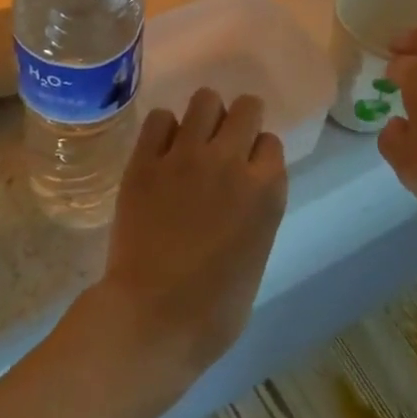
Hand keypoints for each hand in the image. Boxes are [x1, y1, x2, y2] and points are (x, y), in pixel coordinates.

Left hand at [80, 90, 288, 405]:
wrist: (154, 318)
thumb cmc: (215, 308)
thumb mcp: (257, 253)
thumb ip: (255, 210)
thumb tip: (241, 192)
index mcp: (266, 190)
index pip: (271, 142)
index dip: (259, 154)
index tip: (248, 169)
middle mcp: (230, 160)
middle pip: (246, 107)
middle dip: (239, 120)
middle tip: (223, 143)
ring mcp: (185, 156)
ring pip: (205, 99)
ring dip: (204, 116)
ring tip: (192, 139)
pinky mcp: (146, 160)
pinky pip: (160, 118)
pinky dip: (163, 129)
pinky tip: (161, 150)